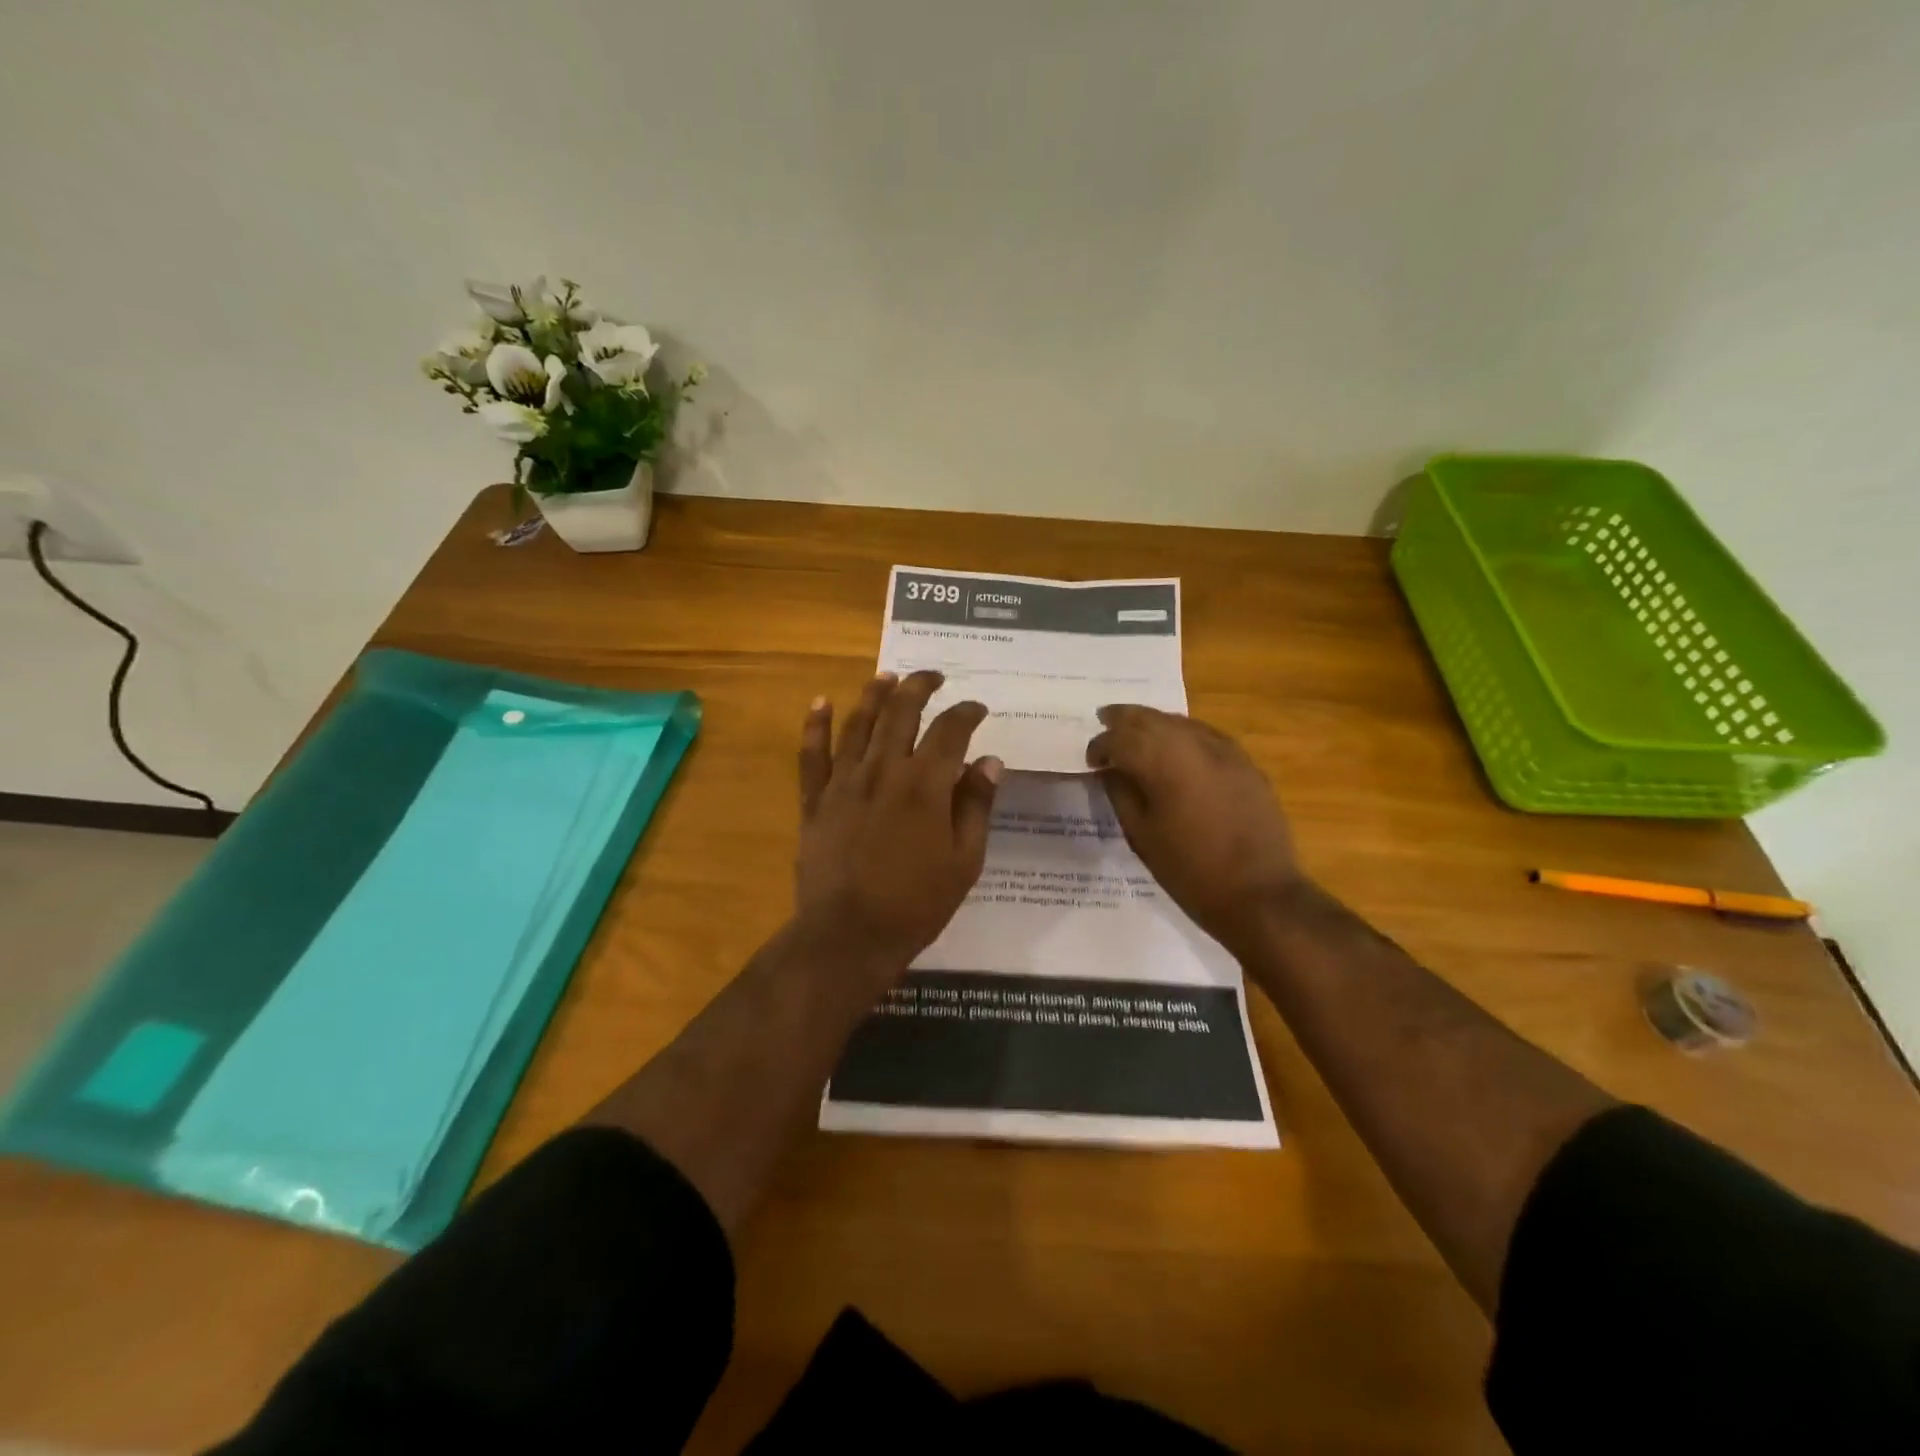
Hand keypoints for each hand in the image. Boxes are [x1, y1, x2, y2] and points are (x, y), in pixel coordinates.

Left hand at [795, 670, 1002, 976]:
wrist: (848, 936)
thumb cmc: (915, 904)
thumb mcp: (964, 861)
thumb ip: (976, 807)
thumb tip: (989, 761)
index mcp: (926, 785)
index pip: (950, 731)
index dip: (966, 712)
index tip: (977, 708)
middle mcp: (884, 770)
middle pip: (902, 712)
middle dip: (920, 687)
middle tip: (932, 676)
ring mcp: (844, 782)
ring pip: (858, 723)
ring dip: (874, 694)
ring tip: (887, 676)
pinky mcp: (815, 800)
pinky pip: (812, 755)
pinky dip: (814, 725)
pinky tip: (820, 702)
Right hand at [1086, 705, 1305, 954]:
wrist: (1258, 895)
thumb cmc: (1189, 871)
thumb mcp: (1142, 835)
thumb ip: (1121, 794)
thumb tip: (1110, 770)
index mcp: (1163, 763)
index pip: (1121, 738)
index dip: (1101, 746)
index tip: (1091, 760)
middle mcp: (1193, 745)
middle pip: (1151, 718)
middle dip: (1124, 719)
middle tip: (1104, 720)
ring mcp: (1225, 751)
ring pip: (1180, 722)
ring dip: (1154, 722)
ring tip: (1136, 730)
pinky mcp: (1245, 763)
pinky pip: (1206, 735)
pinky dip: (1183, 733)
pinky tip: (1176, 746)